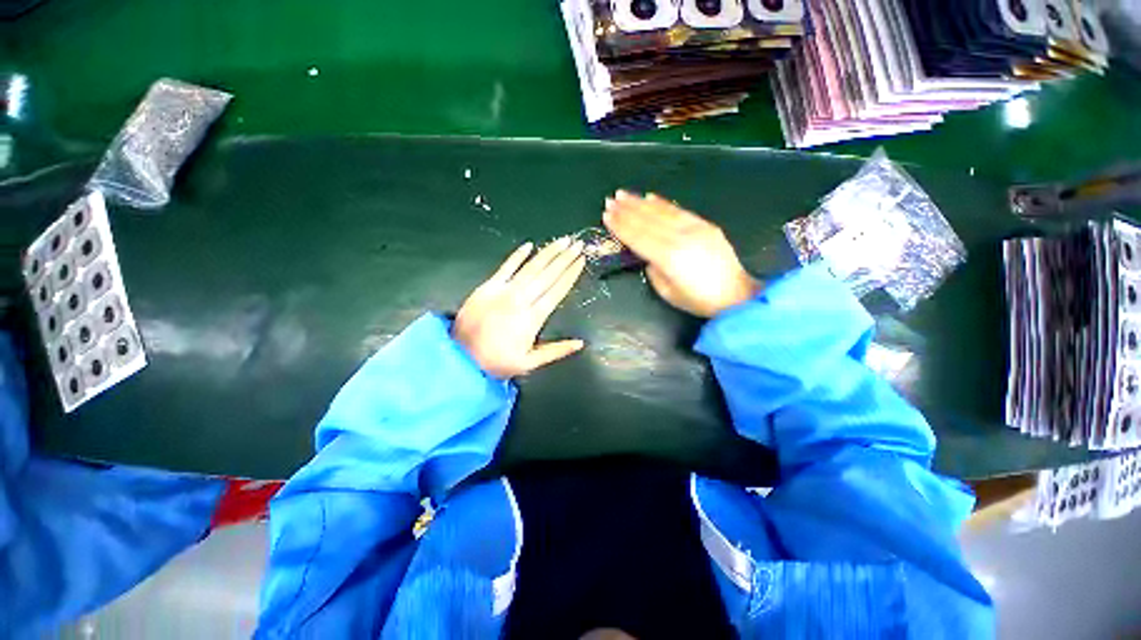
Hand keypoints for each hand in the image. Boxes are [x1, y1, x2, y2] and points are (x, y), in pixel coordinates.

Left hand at [453, 238, 586, 378]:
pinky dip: (517, 255)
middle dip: (565, 258)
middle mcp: (521, 300)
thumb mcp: (529, 363)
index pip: (557, 290)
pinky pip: (506, 267)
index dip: (571, 274)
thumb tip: (580, 343)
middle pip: (548, 275)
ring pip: (531, 267)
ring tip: (562, 241)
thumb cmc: (497, 362)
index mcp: (533, 318)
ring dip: (548, 253)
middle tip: (578, 244)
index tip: (581, 261)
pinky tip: (529, 245)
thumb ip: (556, 351)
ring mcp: (503, 291)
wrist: (460, 358)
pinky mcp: (488, 286)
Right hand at [603, 191, 759, 317]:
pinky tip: (650, 197)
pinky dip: (662, 203)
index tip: (606, 215)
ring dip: (640, 202)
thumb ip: (653, 269)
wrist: (735, 294)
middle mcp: (680, 238)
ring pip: (661, 211)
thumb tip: (645, 253)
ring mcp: (694, 228)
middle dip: (626, 210)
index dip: (621, 226)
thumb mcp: (666, 291)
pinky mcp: (704, 224)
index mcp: (668, 257)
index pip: (638, 237)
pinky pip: (679, 210)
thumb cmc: (697, 300)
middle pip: (647, 221)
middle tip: (609, 200)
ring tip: (624, 194)